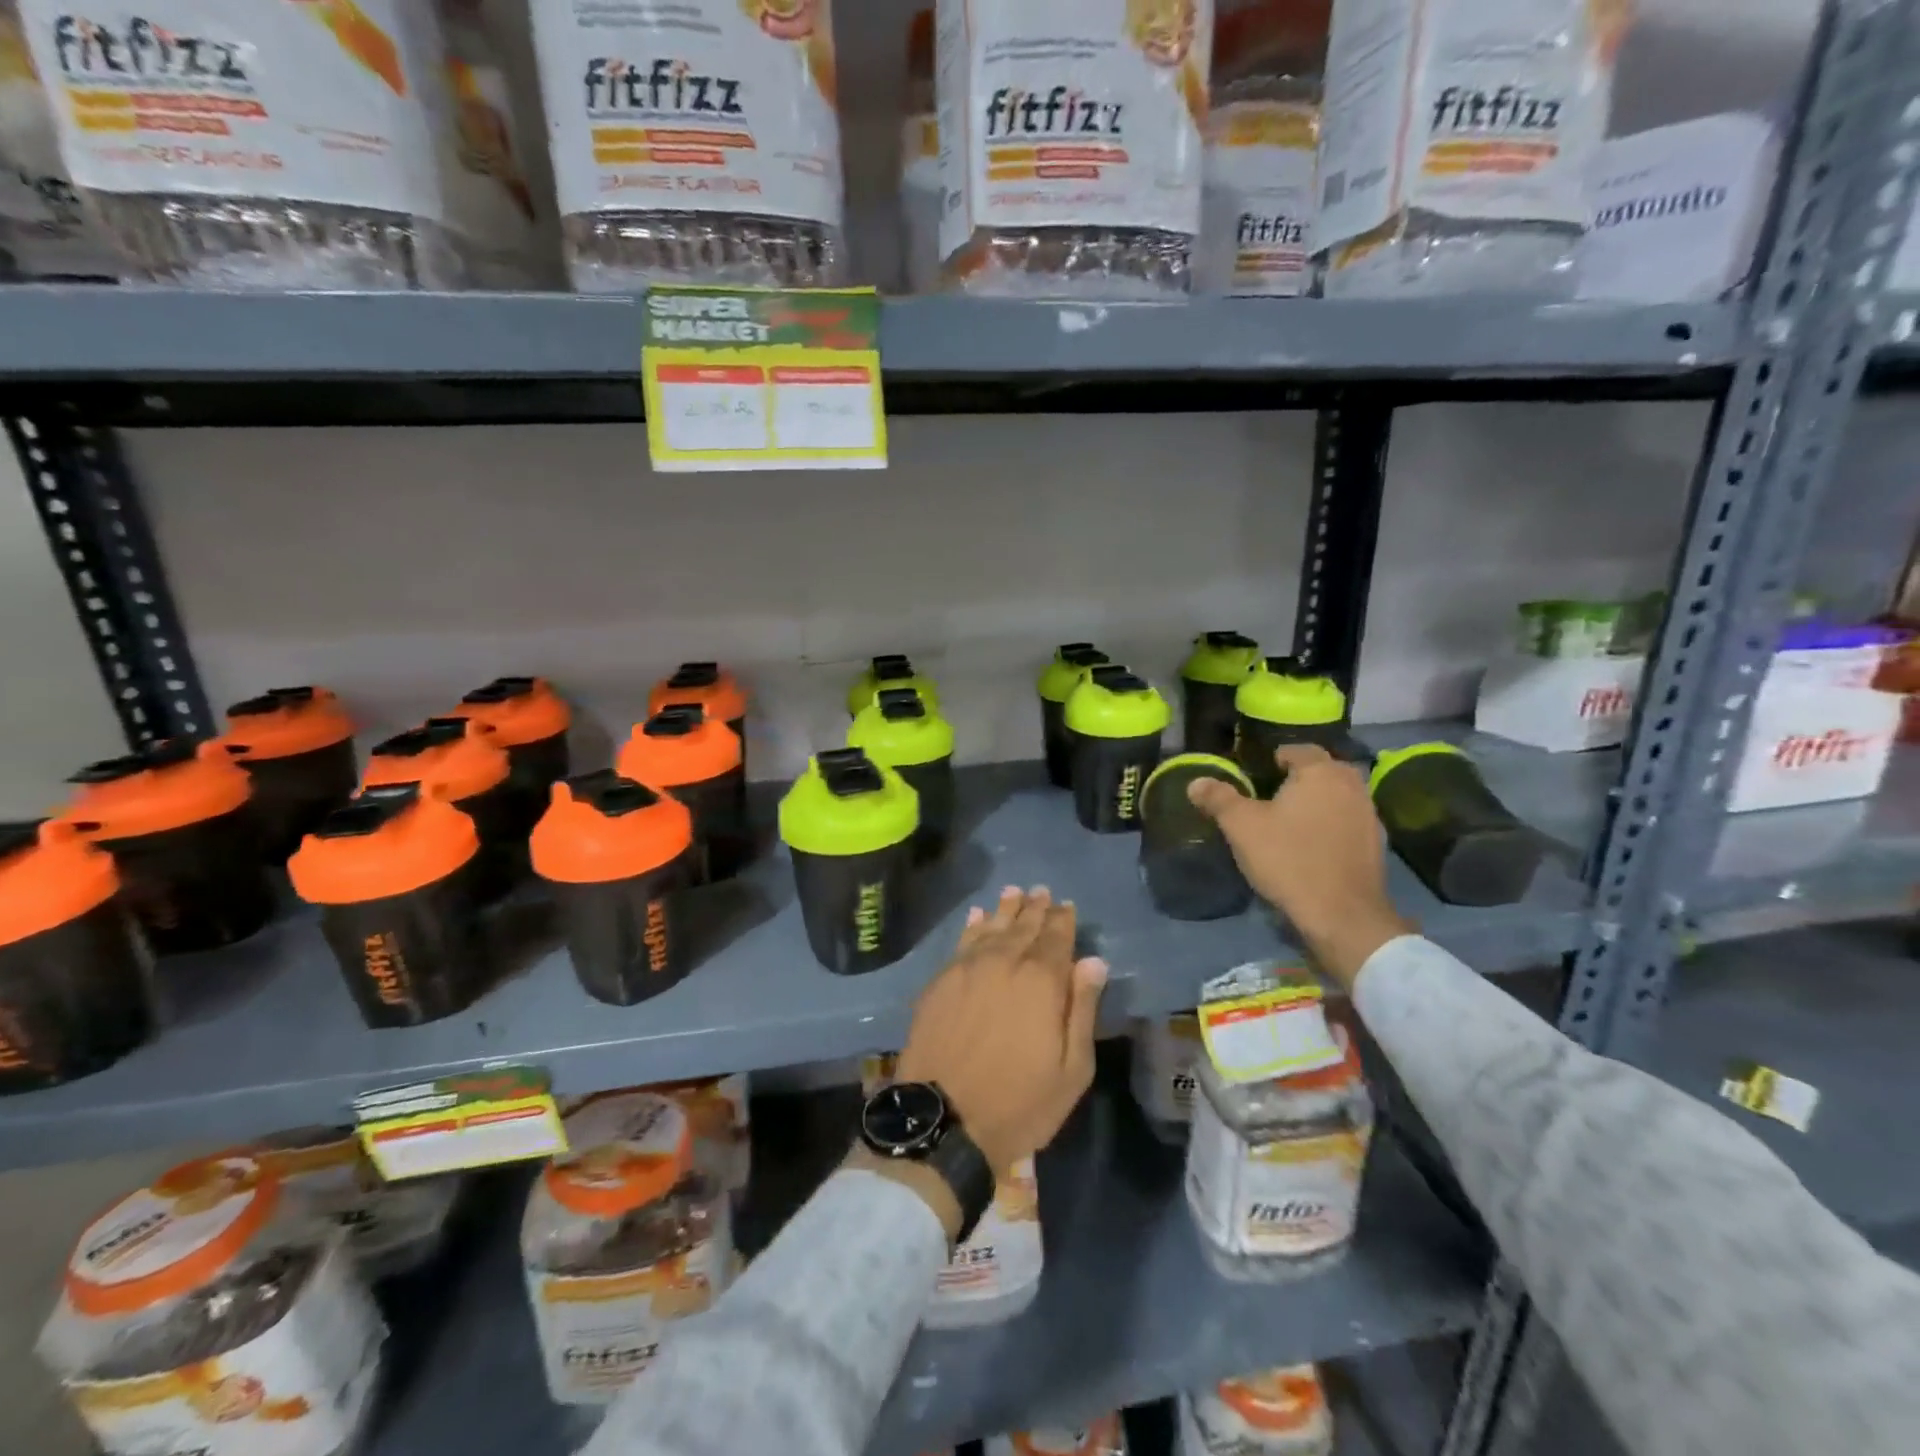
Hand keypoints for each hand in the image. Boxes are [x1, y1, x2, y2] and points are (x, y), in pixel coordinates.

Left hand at [895, 886, 1106, 1173]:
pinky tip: (976, 916)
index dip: (1063, 920)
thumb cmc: (1019, 1103)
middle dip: (1035, 909)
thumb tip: (1093, 961)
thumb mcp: (1071, 1069)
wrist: (944, 1120)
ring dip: (1005, 910)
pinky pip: (961, 943)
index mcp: (1041, 981)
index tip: (1066, 906)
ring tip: (1014, 892)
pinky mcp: (940, 981)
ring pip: (991, 928)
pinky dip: (972, 926)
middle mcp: (1004, 963)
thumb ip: (1082, 1008)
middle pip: (1023, 927)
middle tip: (1042, 892)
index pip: (1056, 938)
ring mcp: (967, 969)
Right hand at [1188, 745, 1411, 990]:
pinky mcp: (1377, 844)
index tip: (1259, 772)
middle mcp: (1351, 785)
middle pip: (1324, 770)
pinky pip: (1349, 822)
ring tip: (1292, 820)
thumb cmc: (1288, 859)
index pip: (1299, 750)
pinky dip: (1332, 825)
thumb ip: (1219, 799)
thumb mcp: (1241, 827)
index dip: (1277, 757)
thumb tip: (1196, 781)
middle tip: (1273, 794)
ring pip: (1339, 796)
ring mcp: (1370, 815)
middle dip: (1301, 777)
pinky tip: (1314, 845)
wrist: (1341, 914)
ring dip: (1319, 801)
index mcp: (1321, 772)